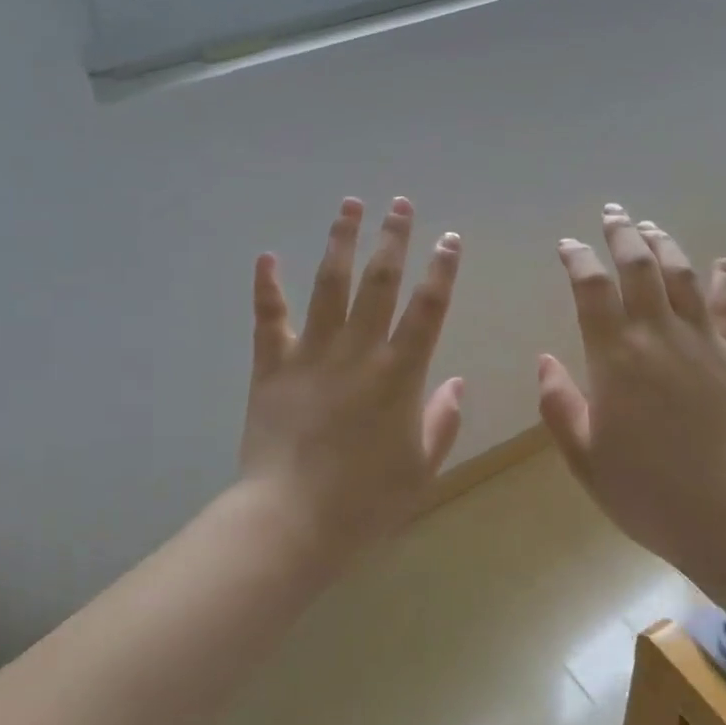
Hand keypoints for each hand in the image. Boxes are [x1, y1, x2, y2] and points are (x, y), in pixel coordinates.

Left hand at [240, 197, 464, 566]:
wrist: (292, 521)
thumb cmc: (365, 501)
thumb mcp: (422, 468)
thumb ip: (443, 421)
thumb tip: (458, 382)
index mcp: (399, 374)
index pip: (428, 309)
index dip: (442, 270)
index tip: (450, 238)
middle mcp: (358, 351)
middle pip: (380, 282)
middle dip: (393, 238)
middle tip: (401, 203)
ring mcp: (311, 354)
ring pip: (329, 285)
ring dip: (341, 242)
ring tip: (349, 205)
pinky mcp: (272, 366)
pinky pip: (269, 318)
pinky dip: (267, 286)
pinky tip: (267, 255)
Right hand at [537, 204, 725, 577]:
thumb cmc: (648, 493)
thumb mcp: (585, 457)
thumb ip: (559, 405)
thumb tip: (544, 360)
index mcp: (616, 358)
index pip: (592, 289)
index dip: (578, 259)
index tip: (568, 245)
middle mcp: (659, 337)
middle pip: (640, 267)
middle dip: (623, 235)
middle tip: (612, 214)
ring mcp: (704, 345)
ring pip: (683, 277)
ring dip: (664, 245)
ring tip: (651, 227)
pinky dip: (724, 281)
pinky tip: (722, 263)